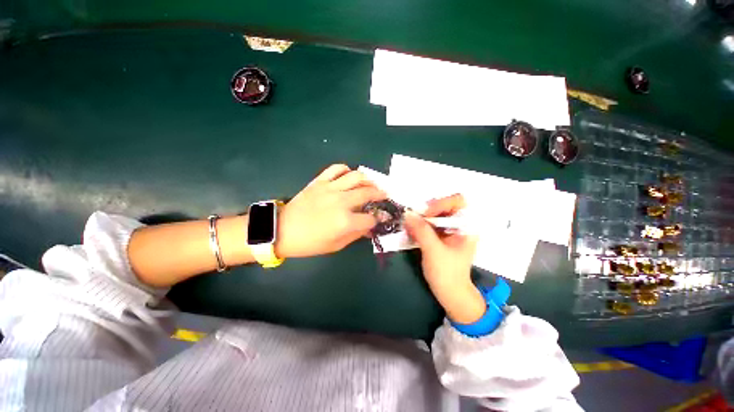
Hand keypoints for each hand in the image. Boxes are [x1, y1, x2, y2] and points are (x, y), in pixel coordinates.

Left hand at [275, 164, 386, 258]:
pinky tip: (349, 176)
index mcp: (346, 221)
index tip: (382, 218)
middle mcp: (342, 201)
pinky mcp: (320, 181)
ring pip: (356, 176)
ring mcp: (330, 188)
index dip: (379, 219)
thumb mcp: (336, 245)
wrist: (282, 230)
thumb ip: (356, 234)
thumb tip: (369, 227)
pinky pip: (336, 168)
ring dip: (368, 180)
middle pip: (369, 192)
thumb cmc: (310, 243)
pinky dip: (346, 169)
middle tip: (384, 196)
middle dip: (381, 195)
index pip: (371, 218)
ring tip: (370, 184)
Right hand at [403, 194, 485, 323]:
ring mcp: (450, 230)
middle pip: (444, 205)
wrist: (450, 293)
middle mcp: (460, 224)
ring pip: (434, 214)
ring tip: (409, 224)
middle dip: (427, 210)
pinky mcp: (440, 235)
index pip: (458, 201)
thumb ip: (421, 230)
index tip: (425, 214)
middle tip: (413, 217)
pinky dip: (419, 224)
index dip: (441, 203)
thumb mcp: (434, 250)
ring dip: (421, 217)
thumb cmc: (447, 273)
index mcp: (467, 226)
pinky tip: (411, 230)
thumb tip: (407, 213)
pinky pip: (429, 223)